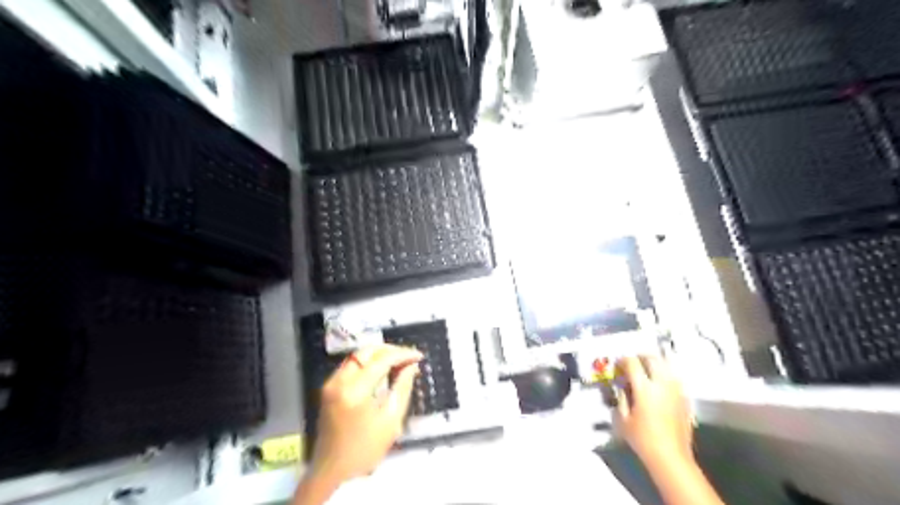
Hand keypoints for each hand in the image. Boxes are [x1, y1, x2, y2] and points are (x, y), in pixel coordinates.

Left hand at [308, 347, 422, 484]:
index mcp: (355, 391)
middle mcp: (340, 380)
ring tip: (398, 361)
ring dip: (379, 354)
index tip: (418, 356)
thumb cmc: (364, 449)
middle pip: (367, 351)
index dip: (403, 354)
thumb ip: (402, 388)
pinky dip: (367, 361)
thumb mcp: (390, 421)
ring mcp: (331, 382)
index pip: (382, 360)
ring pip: (358, 355)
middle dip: (390, 350)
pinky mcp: (329, 386)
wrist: (331, 469)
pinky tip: (381, 369)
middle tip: (408, 357)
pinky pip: (351, 364)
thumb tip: (411, 366)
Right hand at [613, 357, 693, 466]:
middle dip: (641, 357)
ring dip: (654, 364)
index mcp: (644, 388)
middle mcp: (662, 384)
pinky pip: (674, 379)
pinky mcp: (685, 399)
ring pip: (666, 366)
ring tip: (646, 370)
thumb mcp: (623, 419)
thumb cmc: (643, 439)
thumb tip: (622, 386)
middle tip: (632, 363)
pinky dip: (665, 375)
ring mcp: (676, 390)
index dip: (623, 360)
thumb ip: (621, 398)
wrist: (671, 457)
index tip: (618, 364)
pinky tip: (659, 385)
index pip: (632, 363)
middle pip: (652, 359)